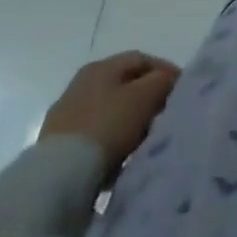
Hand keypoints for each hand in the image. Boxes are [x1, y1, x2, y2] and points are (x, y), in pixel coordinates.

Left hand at [40, 52, 179, 174]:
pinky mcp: (56, 145)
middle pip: (124, 85)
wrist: (58, 176)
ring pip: (109, 111)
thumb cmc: (108, 125)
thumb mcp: (146, 96)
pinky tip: (120, 156)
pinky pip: (94, 135)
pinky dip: (111, 141)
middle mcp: (80, 85)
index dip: (165, 71)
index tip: (181, 91)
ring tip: (144, 140)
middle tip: (164, 116)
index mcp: (100, 67)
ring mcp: (65, 116)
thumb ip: (163, 80)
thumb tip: (168, 79)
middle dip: (147, 98)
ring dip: (129, 121)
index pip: (141, 59)